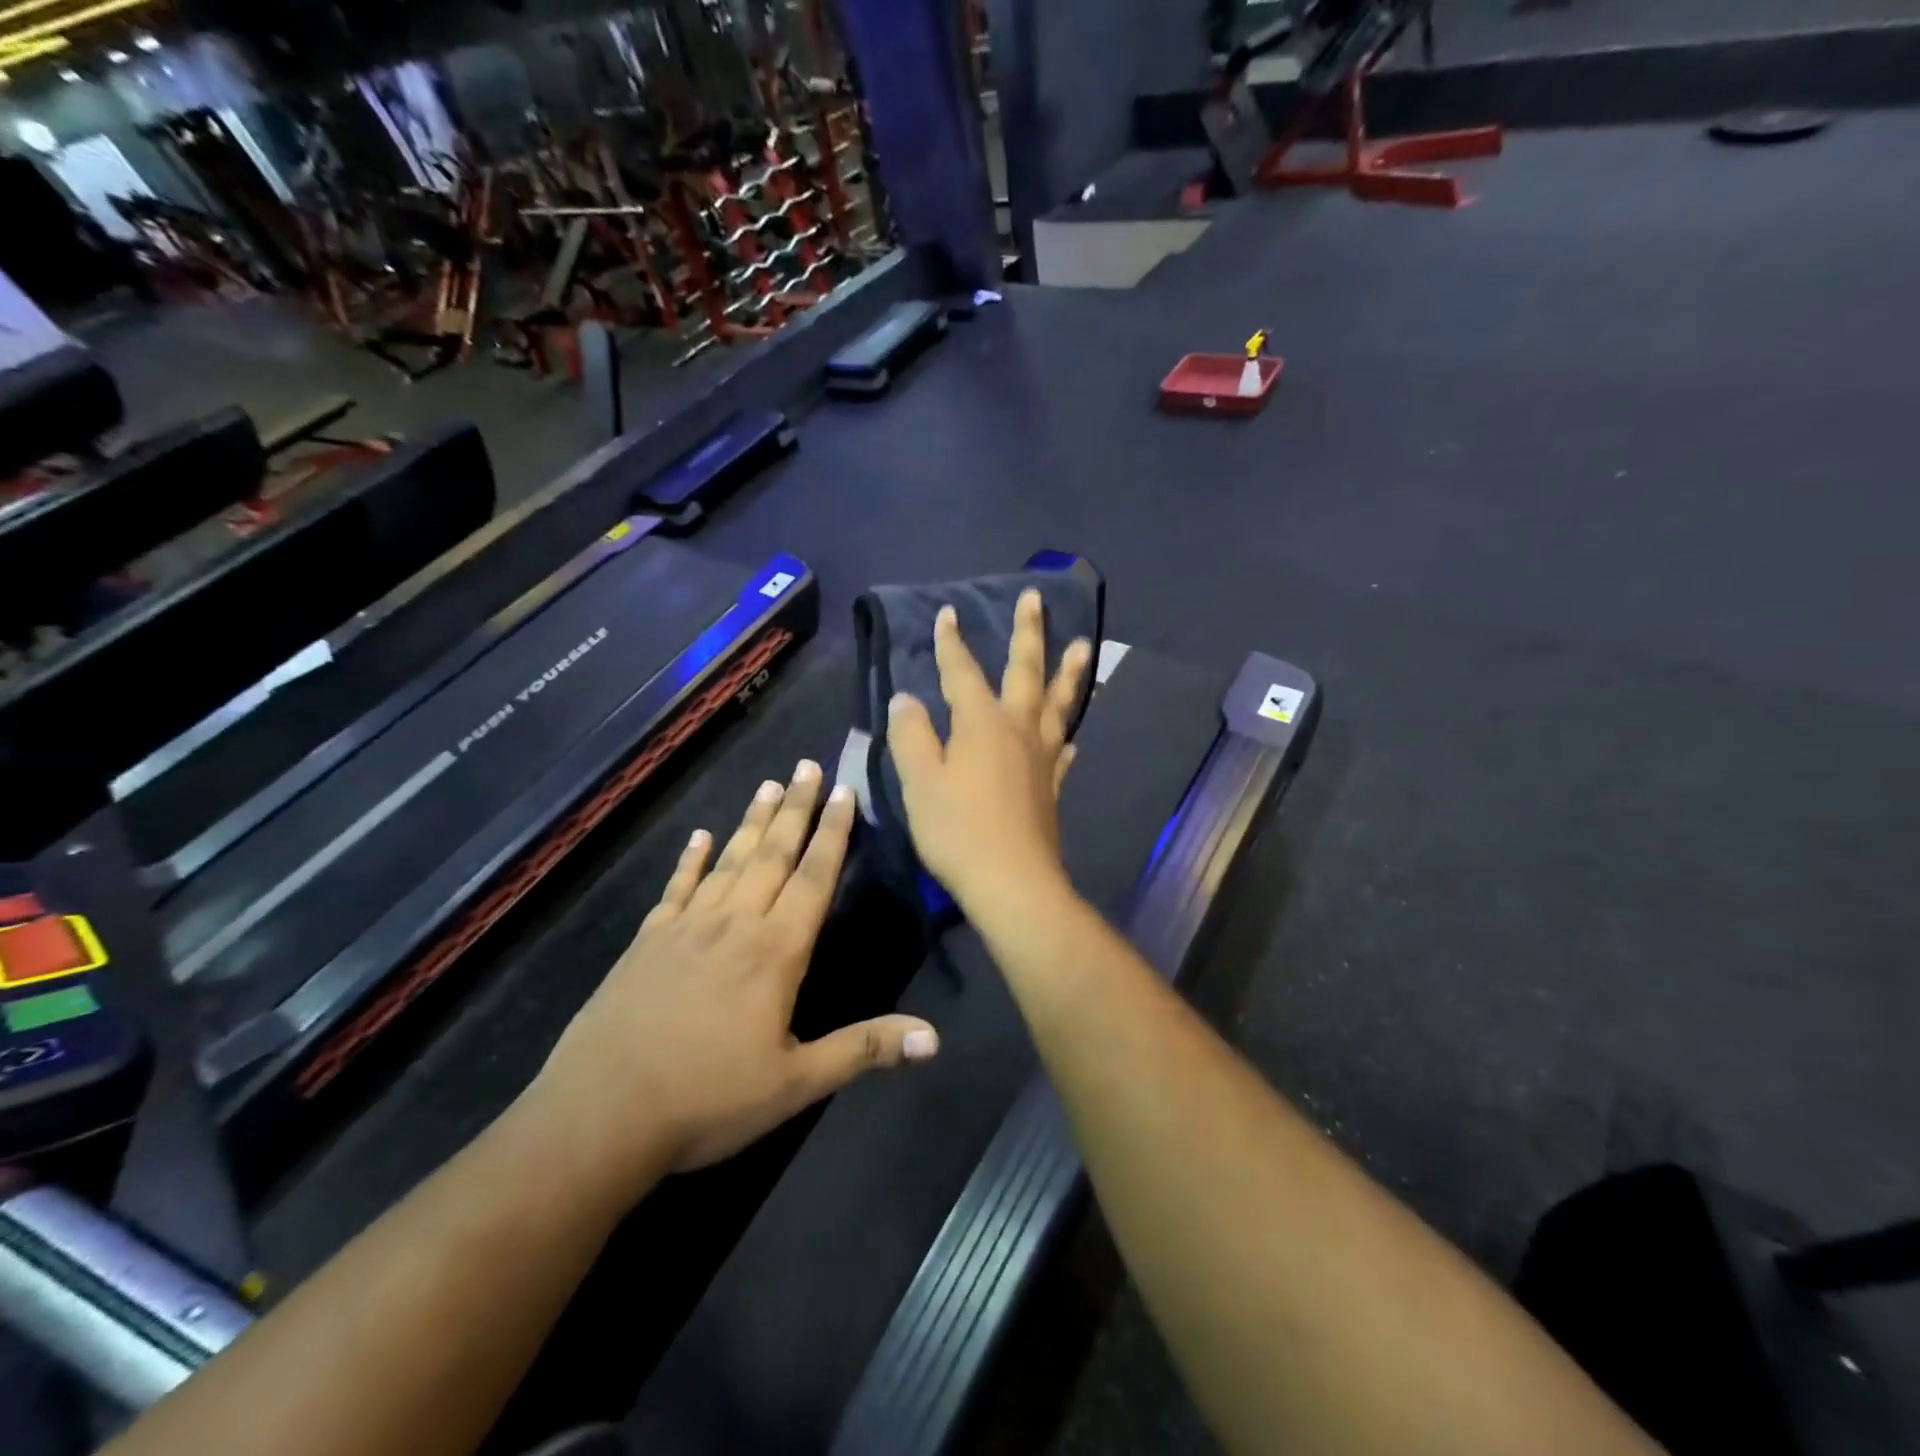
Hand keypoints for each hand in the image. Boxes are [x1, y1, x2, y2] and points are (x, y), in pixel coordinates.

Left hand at [529, 760, 938, 1187]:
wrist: (600, 1114)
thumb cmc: (708, 1100)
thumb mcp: (796, 1083)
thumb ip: (864, 1049)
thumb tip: (934, 1038)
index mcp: (775, 951)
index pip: (814, 878)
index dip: (832, 833)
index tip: (844, 790)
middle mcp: (734, 924)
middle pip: (773, 854)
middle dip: (795, 808)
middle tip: (808, 765)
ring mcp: (686, 928)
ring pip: (729, 861)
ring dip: (752, 822)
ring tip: (768, 785)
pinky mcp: (647, 941)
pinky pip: (676, 888)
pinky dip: (690, 860)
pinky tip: (699, 837)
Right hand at [886, 589, 1093, 912]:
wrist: (1012, 882)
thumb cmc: (958, 829)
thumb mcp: (920, 781)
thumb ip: (912, 735)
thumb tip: (906, 698)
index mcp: (982, 724)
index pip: (962, 672)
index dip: (952, 642)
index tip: (948, 612)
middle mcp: (1018, 730)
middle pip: (1026, 672)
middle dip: (1028, 633)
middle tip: (1035, 598)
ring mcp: (1041, 758)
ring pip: (1059, 705)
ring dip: (1070, 673)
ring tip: (1084, 646)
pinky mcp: (1051, 787)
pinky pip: (1063, 750)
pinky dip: (1066, 734)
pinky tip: (1071, 737)